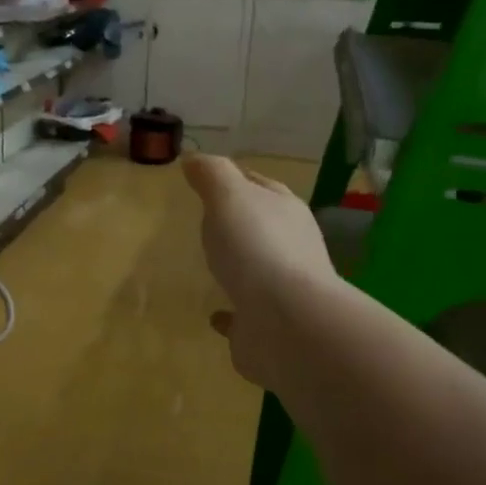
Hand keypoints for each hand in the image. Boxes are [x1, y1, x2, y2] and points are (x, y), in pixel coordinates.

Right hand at [183, 154, 330, 386]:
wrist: (286, 322)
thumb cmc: (257, 248)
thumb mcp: (229, 197)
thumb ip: (212, 175)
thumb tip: (195, 158)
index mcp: (284, 211)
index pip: (261, 186)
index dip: (237, 178)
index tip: (210, 178)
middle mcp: (290, 247)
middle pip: (262, 226)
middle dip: (240, 222)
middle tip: (208, 221)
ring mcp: (282, 289)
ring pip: (257, 270)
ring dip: (239, 267)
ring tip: (212, 265)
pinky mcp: (268, 326)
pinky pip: (245, 315)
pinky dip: (231, 313)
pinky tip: (214, 316)